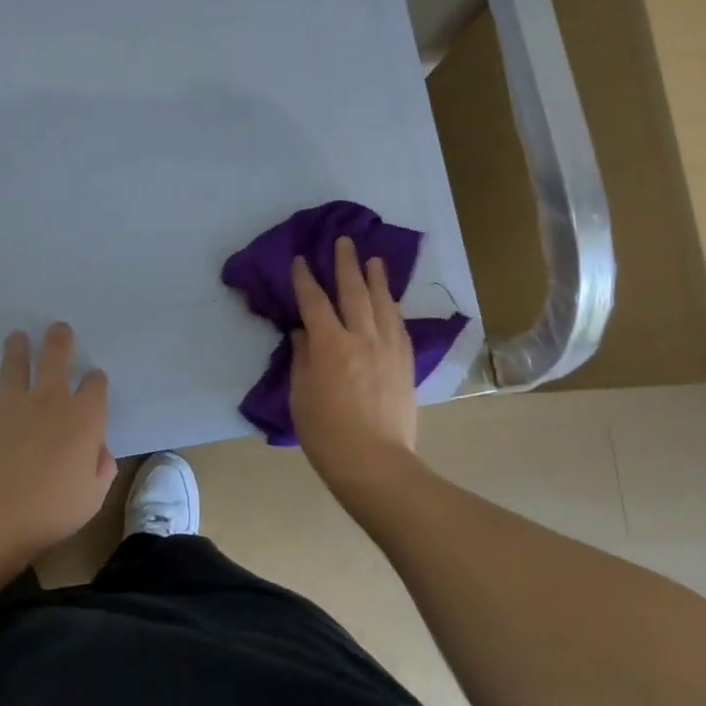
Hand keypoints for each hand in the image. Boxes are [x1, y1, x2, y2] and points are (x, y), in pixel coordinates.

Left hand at [0, 323, 117, 564]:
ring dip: (19, 348)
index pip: (95, 385)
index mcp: (84, 418)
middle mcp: (50, 401)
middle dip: (60, 340)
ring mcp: (12, 406)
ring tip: (17, 336)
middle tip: (58, 327)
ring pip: (16, 365)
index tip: (94, 379)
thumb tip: (97, 450)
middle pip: (56, 357)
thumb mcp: (93, 496)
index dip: (96, 380)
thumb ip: (100, 467)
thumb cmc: (50, 512)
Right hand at [289, 236, 422, 488]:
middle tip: (345, 242)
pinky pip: (399, 326)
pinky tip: (391, 302)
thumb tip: (303, 333)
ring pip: (383, 304)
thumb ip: (303, 358)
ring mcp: (388, 348)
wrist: (374, 462)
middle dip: (346, 264)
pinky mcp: (405, 363)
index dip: (305, 278)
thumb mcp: (301, 395)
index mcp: (330, 344)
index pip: (314, 301)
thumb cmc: (326, 433)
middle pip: (353, 292)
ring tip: (374, 260)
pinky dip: (392, 308)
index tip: (301, 261)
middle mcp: (361, 337)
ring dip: (377, 279)